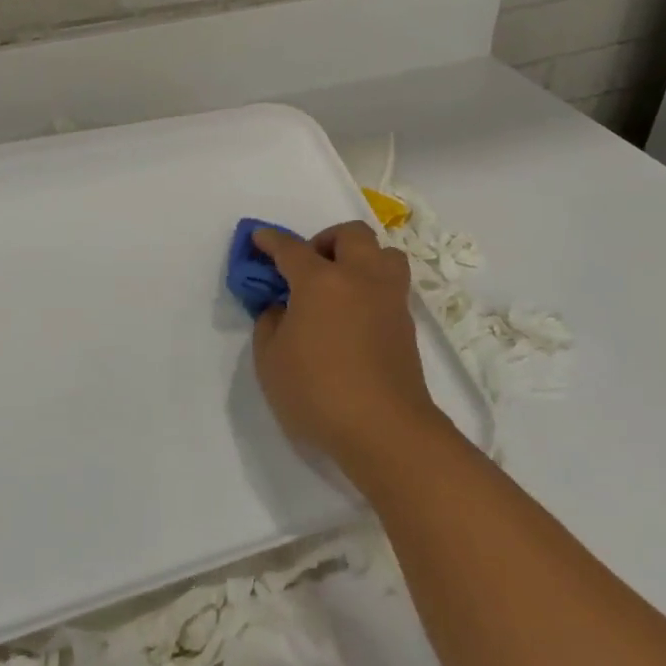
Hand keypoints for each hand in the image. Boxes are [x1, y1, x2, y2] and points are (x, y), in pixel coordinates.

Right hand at [251, 223, 440, 473]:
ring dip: (361, 257)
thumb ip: (269, 324)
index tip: (259, 237)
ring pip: (384, 254)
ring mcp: (389, 299)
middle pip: (351, 234)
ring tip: (340, 284)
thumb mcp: (270, 361)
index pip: (291, 249)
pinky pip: (391, 286)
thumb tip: (281, 309)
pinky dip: (372, 287)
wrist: (385, 430)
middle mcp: (359, 278)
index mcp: (320, 281)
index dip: (271, 241)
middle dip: (326, 240)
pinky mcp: (406, 325)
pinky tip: (354, 315)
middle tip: (309, 266)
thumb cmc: (317, 392)